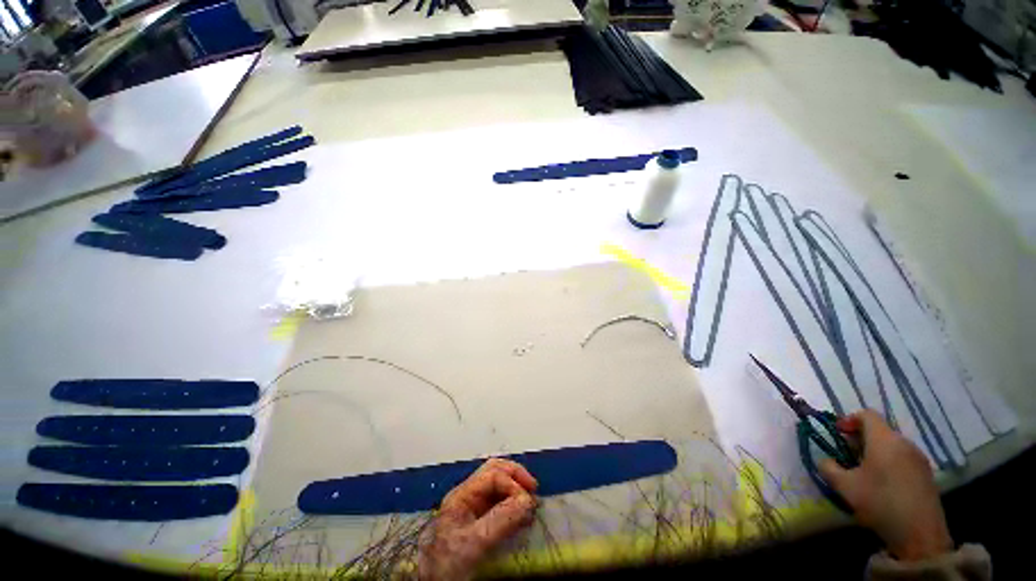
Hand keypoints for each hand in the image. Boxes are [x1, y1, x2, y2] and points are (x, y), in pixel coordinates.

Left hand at [418, 458, 537, 580]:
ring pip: (498, 485)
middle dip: (516, 476)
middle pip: (495, 471)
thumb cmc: (450, 564)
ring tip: (530, 503)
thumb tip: (527, 501)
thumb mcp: (475, 542)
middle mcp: (468, 495)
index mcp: (462, 494)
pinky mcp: (480, 522)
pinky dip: (514, 504)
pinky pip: (500, 502)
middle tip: (533, 489)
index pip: (492, 474)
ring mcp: (474, 507)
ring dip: (516, 488)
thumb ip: (501, 520)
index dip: (512, 483)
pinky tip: (523, 515)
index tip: (527, 503)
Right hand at [819, 409, 953, 560]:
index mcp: (884, 440)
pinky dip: (890, 463)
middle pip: (880, 430)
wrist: (920, 534)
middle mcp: (904, 443)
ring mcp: (919, 459)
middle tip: (848, 455)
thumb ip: (828, 468)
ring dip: (875, 452)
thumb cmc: (880, 502)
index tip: (838, 434)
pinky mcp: (926, 474)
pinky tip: (883, 484)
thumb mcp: (845, 486)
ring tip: (864, 472)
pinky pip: (903, 459)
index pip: (867, 415)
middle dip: (861, 439)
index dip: (849, 419)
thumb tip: (825, 460)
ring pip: (893, 446)